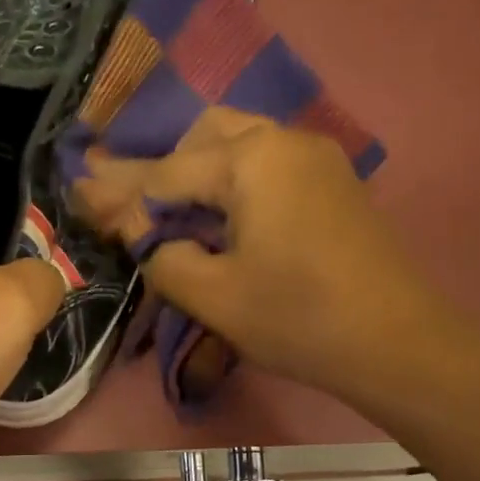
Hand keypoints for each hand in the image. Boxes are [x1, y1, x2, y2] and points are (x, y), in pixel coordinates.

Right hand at [73, 108, 433, 407]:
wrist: (398, 343)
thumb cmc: (298, 319)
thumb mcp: (214, 296)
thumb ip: (163, 255)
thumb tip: (142, 232)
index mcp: (251, 159)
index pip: (168, 172)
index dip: (122, 193)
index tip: (81, 197)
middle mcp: (285, 140)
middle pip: (205, 137)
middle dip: (165, 169)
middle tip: (138, 211)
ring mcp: (317, 159)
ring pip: (241, 145)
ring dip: (201, 173)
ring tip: (176, 215)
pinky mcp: (334, 184)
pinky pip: (269, 165)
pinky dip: (235, 183)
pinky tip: (224, 218)